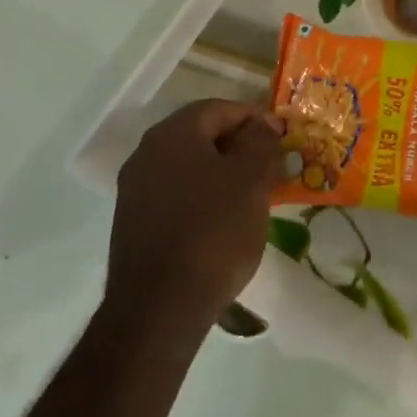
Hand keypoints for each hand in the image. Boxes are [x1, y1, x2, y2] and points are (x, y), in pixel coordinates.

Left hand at [103, 100, 284, 341]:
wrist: (159, 308)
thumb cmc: (214, 232)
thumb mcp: (251, 180)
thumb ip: (260, 142)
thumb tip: (263, 123)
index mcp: (173, 134)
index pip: (219, 108)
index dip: (255, 117)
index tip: (283, 137)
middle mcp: (146, 153)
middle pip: (201, 135)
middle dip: (239, 145)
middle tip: (272, 165)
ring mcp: (135, 190)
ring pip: (188, 166)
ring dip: (222, 171)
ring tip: (254, 194)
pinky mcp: (133, 222)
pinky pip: (176, 193)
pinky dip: (203, 195)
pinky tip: (225, 219)